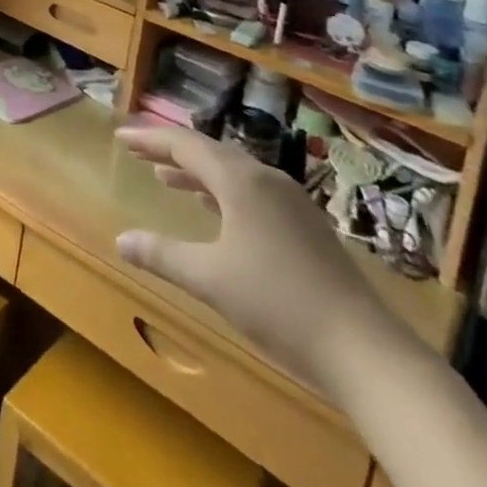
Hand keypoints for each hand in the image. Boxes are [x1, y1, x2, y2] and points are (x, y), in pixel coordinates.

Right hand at [114, 125, 399, 390]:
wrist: (365, 350)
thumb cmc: (278, 304)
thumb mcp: (211, 280)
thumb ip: (163, 255)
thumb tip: (120, 240)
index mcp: (239, 180)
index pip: (184, 144)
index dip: (149, 138)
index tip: (120, 136)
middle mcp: (265, 178)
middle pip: (210, 151)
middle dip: (171, 151)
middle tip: (139, 152)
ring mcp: (291, 201)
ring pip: (233, 172)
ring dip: (197, 173)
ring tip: (167, 179)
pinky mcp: (306, 225)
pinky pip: (252, 191)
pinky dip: (223, 192)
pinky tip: (216, 213)